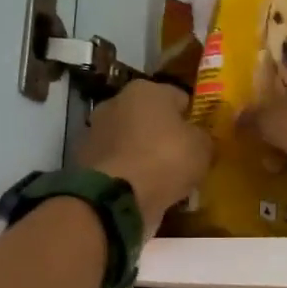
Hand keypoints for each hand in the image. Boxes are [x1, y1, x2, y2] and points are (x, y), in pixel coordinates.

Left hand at [77, 81, 212, 228]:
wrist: (117, 198)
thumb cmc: (165, 160)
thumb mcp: (202, 148)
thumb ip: (203, 137)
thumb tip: (198, 138)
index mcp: (145, 89)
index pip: (178, 97)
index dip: (192, 118)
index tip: (201, 138)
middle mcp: (115, 102)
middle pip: (149, 117)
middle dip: (163, 134)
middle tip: (181, 159)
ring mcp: (95, 131)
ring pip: (130, 140)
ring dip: (142, 154)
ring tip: (161, 179)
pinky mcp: (83, 160)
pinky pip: (116, 163)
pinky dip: (126, 173)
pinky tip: (140, 190)